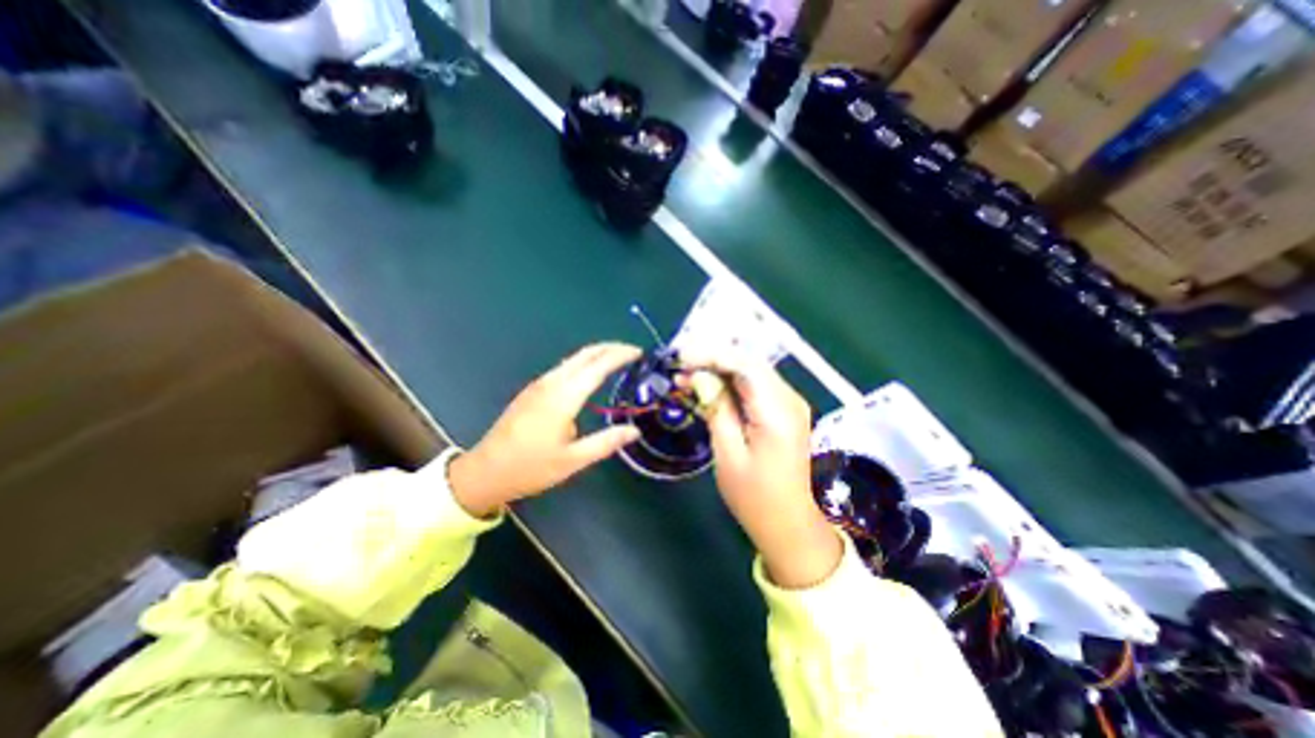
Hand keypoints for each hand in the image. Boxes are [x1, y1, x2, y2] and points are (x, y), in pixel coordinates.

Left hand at [446, 344, 641, 515]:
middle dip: (610, 348)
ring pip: (572, 359)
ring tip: (616, 359)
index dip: (620, 355)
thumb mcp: (573, 460)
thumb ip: (606, 442)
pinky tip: (589, 375)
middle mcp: (551, 383)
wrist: (485, 471)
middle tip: (632, 351)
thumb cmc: (531, 468)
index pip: (598, 366)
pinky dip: (583, 363)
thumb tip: (634, 431)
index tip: (639, 353)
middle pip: (584, 354)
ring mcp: (539, 385)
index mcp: (563, 397)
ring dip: (596, 354)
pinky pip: (563, 367)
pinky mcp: (532, 390)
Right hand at [679, 349, 842, 588]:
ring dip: (719, 370)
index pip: (745, 365)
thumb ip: (717, 409)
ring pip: (751, 372)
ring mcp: (790, 404)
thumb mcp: (728, 454)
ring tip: (687, 378)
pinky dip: (730, 384)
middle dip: (713, 360)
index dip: (711, 355)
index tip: (681, 358)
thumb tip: (700, 377)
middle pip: (750, 363)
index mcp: (777, 412)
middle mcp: (790, 400)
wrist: (789, 523)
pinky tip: (709, 390)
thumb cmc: (754, 497)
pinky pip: (755, 386)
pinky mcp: (785, 411)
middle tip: (680, 367)